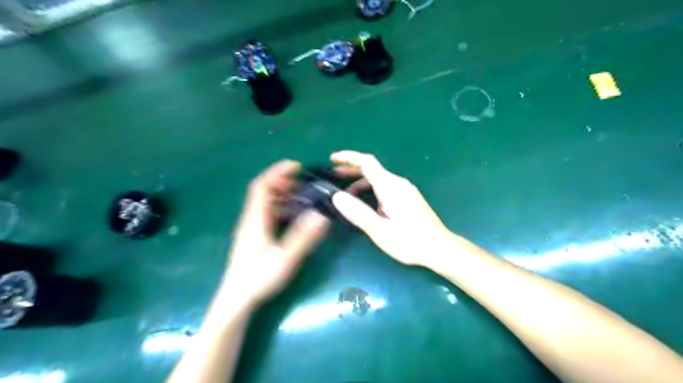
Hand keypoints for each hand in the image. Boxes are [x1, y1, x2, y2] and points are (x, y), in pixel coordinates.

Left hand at [225, 161, 329, 306]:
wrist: (236, 299)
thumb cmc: (258, 278)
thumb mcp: (285, 258)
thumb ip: (303, 237)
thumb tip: (322, 216)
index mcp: (256, 219)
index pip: (262, 187)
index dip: (277, 173)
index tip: (295, 166)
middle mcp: (251, 219)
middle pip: (263, 192)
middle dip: (282, 182)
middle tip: (303, 182)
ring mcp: (251, 228)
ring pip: (264, 203)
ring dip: (282, 195)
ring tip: (301, 196)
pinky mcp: (253, 236)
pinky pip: (266, 214)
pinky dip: (280, 208)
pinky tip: (292, 216)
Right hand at [331, 150, 452, 265]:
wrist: (440, 248)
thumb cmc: (410, 241)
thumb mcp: (380, 231)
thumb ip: (358, 213)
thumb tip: (337, 197)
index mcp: (390, 187)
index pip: (367, 163)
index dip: (349, 157)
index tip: (332, 159)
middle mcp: (398, 183)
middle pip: (372, 169)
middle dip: (351, 170)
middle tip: (334, 176)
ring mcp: (405, 190)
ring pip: (379, 179)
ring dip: (361, 182)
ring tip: (346, 195)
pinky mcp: (409, 197)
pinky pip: (386, 186)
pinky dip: (371, 188)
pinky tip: (366, 202)